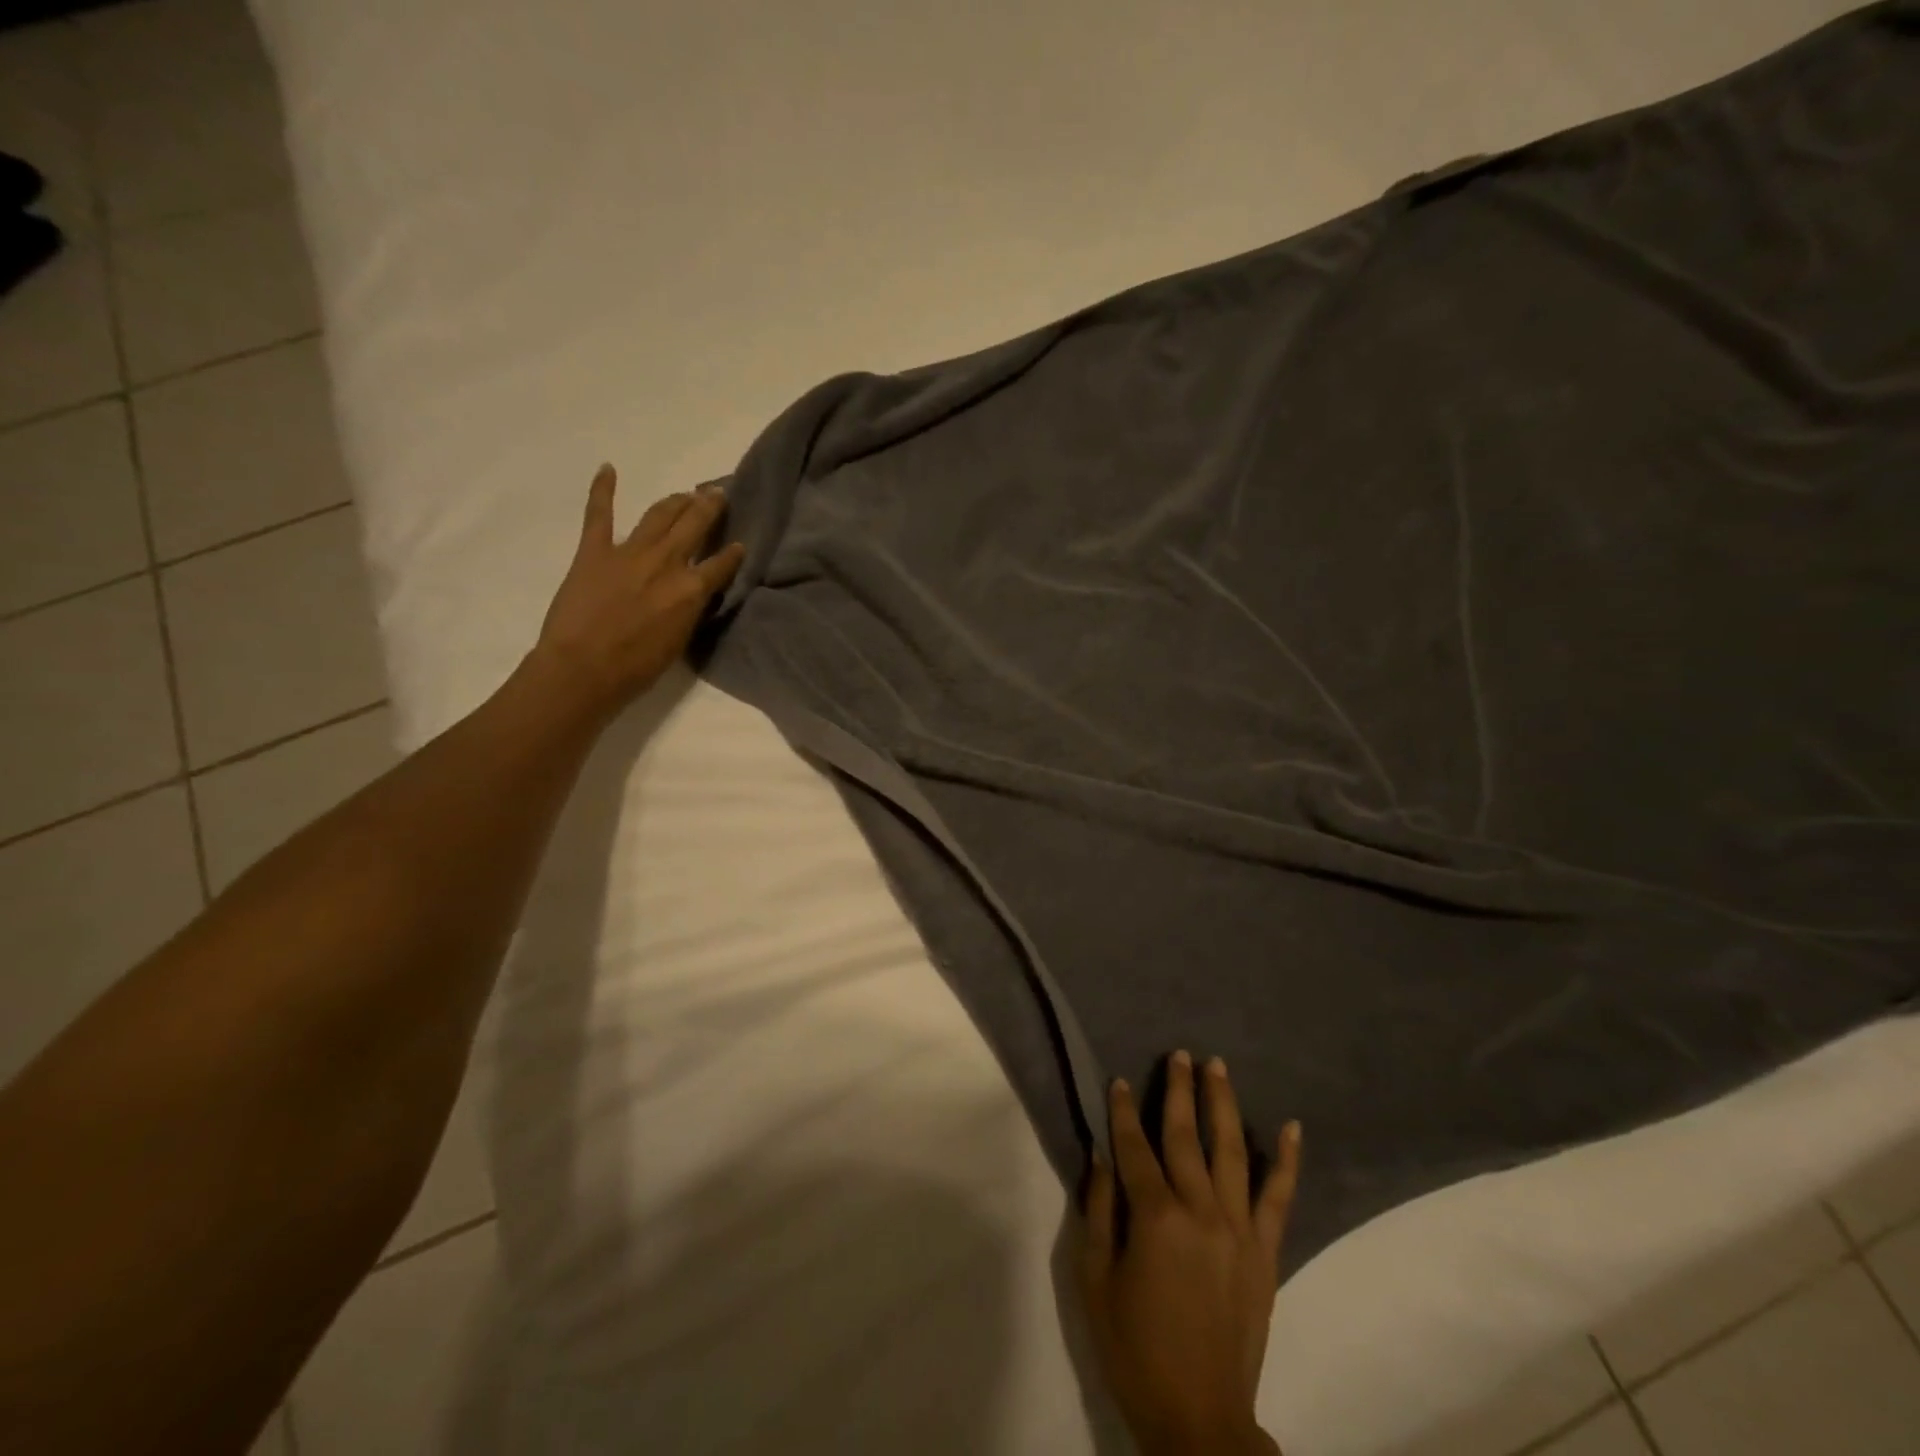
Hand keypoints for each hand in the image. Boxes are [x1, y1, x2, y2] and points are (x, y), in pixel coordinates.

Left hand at [533, 464, 745, 715]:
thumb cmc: (636, 668)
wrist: (583, 669)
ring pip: (659, 515)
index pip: (721, 565)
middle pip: (694, 526)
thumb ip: (689, 611)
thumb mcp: (679, 641)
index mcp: (690, 590)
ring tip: (686, 493)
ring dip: (675, 500)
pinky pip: (599, 514)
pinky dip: (602, 490)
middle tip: (717, 494)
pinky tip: (608, 469)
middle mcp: (666, 563)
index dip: (733, 553)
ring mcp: (629, 552)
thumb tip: (693, 594)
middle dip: (708, 507)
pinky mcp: (594, 550)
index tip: (740, 544)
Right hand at [1080, 1053, 1300, 1455]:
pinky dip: (1286, 1161)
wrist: (1199, 1420)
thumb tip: (1101, 1157)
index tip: (1119, 1081)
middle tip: (1180, 1054)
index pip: (1135, 1148)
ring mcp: (1240, 1231)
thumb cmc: (1134, 1350)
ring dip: (1224, 1106)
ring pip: (1232, 1152)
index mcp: (1156, 1219)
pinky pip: (1279, 1198)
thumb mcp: (1095, 1281)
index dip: (1123, 1112)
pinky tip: (1290, 1127)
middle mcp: (1201, 1212)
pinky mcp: (1266, 1253)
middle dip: (1180, 1091)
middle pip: (1187, 1137)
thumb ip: (1097, 1212)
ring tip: (1218, 1068)